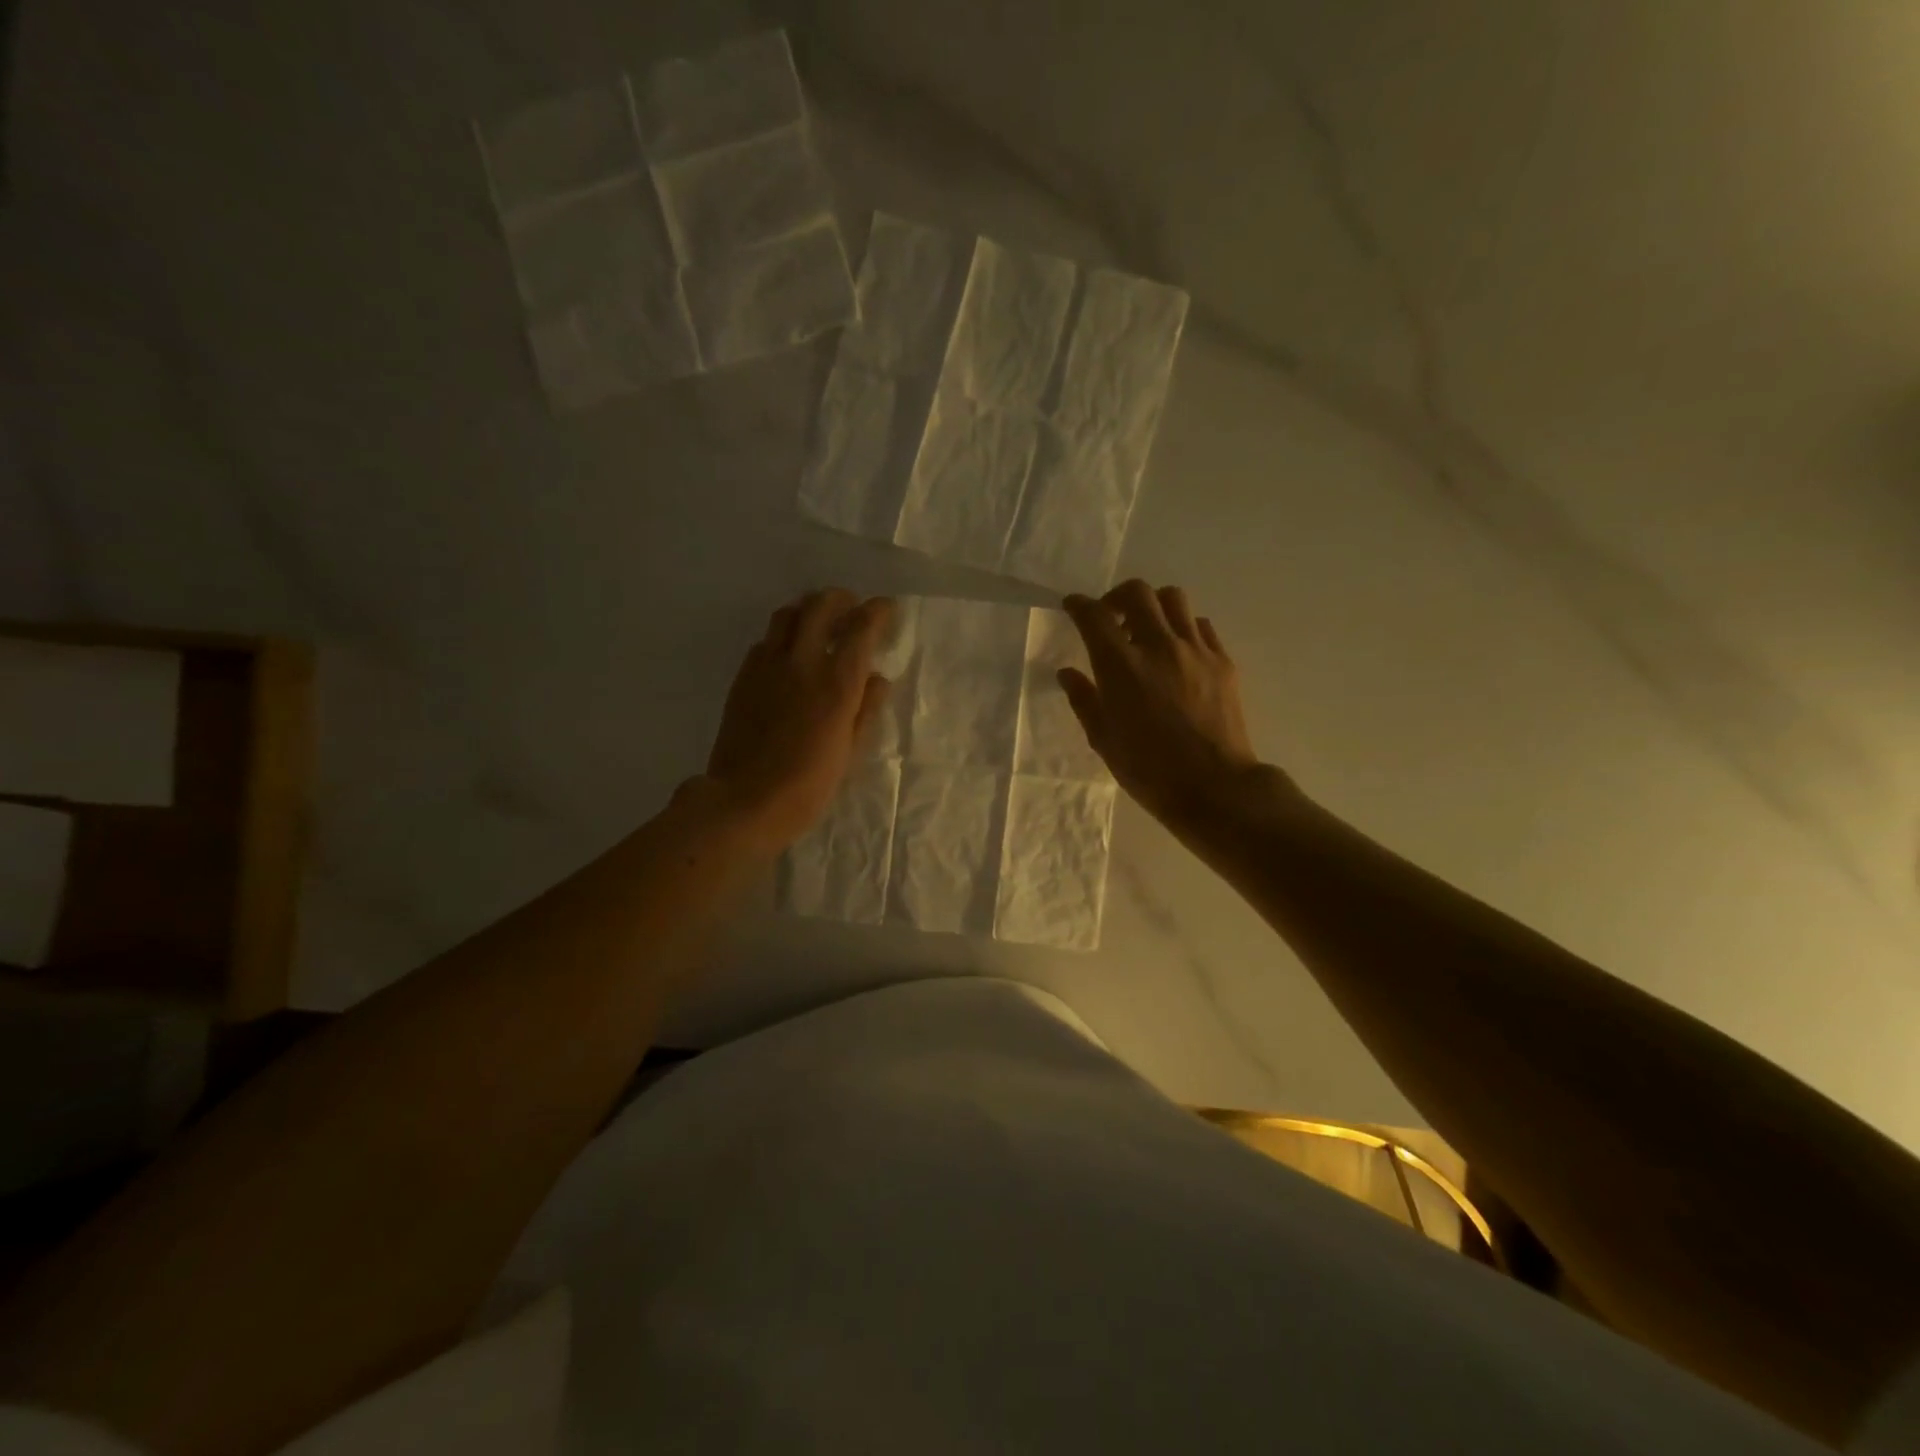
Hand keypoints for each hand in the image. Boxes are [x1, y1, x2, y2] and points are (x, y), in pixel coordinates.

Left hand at [706, 590, 895, 854]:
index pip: (862, 628)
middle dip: (841, 599)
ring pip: (787, 615)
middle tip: (852, 607)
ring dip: (808, 610)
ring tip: (819, 622)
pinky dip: (782, 636)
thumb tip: (877, 679)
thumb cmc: (807, 787)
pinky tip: (788, 654)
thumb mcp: (849, 753)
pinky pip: (765, 641)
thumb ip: (865, 710)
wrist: (745, 801)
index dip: (878, 611)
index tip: (887, 608)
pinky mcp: (743, 677)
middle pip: (820, 606)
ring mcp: (768, 667)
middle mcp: (802, 663)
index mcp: (837, 684)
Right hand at [1060, 581, 1286, 837]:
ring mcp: (1195, 650)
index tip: (1073, 606)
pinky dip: (1183, 626)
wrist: (1214, 787)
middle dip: (1116, 596)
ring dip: (1153, 606)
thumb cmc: (1148, 770)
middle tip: (1110, 616)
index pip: (1094, 616)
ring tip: (1146, 629)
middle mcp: (1158, 646)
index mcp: (1120, 666)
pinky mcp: (1222, 661)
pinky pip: (1200, 625)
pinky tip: (1177, 650)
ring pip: (1174, 599)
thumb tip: (1068, 673)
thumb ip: (1084, 699)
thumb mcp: (1103, 739)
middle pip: (1137, 593)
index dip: (1079, 605)